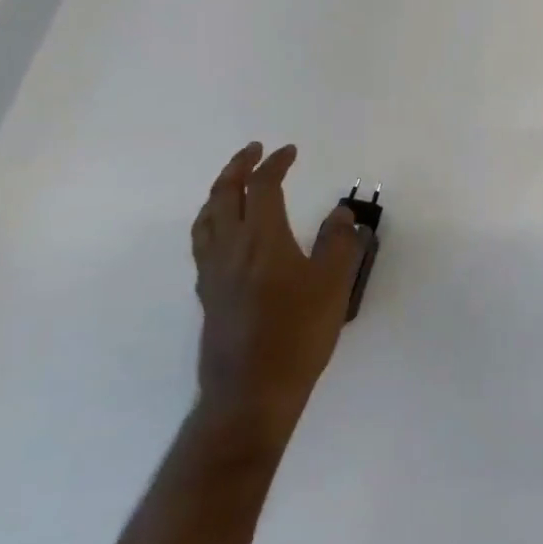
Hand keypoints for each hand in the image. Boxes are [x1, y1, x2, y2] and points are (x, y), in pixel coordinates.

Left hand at [189, 142, 366, 451]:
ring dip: (218, 192)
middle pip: (224, 194)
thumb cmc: (298, 333)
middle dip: (238, 167)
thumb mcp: (333, 284)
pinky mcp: (207, 294)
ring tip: (232, 184)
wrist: (252, 391)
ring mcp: (213, 272)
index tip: (290, 151)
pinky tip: (223, 233)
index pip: (263, 187)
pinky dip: (211, 221)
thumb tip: (340, 214)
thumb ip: (340, 242)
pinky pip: (202, 242)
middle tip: (253, 152)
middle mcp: (230, 248)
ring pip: (206, 218)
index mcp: (262, 238)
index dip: (275, 164)